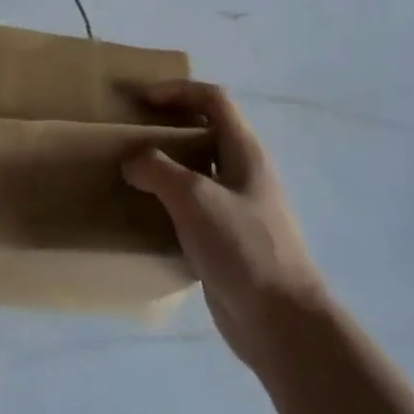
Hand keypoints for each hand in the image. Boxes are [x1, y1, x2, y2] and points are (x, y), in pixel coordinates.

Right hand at [124, 81, 328, 372]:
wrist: (282, 323)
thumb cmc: (243, 247)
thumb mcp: (196, 198)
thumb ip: (160, 171)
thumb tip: (133, 160)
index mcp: (245, 151)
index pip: (213, 99)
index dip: (178, 90)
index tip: (142, 101)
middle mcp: (244, 172)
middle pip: (206, 131)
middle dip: (170, 126)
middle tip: (132, 135)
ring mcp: (238, 208)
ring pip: (199, 172)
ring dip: (167, 167)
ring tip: (131, 173)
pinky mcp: (227, 241)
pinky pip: (194, 209)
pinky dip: (169, 204)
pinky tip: (145, 217)